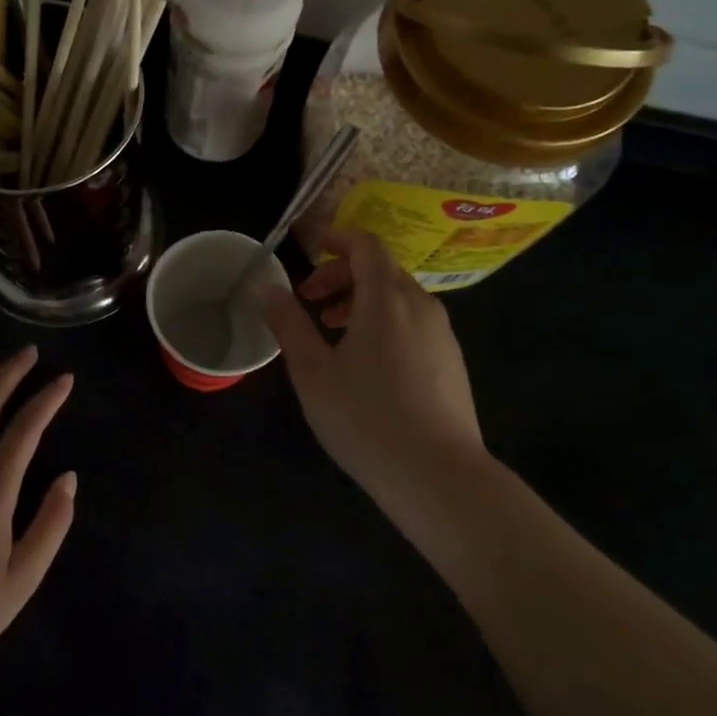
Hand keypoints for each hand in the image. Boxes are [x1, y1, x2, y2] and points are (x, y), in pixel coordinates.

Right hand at [258, 229, 485, 498]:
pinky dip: (385, 322)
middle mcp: (420, 305)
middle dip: (341, 276)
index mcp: (386, 299)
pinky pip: (414, 322)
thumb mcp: (313, 371)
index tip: (309, 251)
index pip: (366, 245)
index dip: (336, 239)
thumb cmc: (366, 417)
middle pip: (380, 269)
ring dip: (362, 301)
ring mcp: (442, 334)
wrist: (439, 477)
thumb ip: (288, 323)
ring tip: (333, 333)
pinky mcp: (451, 361)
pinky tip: (368, 364)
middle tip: (310, 302)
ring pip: (398, 297)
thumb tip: (265, 286)